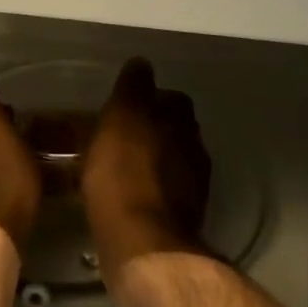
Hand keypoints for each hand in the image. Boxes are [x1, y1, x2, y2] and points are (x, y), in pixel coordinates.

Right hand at [81, 58, 211, 282]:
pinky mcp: (178, 217)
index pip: (170, 97)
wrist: (141, 242)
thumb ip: (133, 90)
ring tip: (115, 165)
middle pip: (173, 129)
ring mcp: (190, 186)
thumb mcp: (121, 120)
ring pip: (168, 161)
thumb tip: (142, 64)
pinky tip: (123, 194)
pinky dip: (144, 187)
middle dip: (149, 129)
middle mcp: (193, 149)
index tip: (120, 105)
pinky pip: (160, 191)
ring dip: (147, 159)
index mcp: (180, 122)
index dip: (146, 98)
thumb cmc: (124, 175)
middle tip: (114, 135)